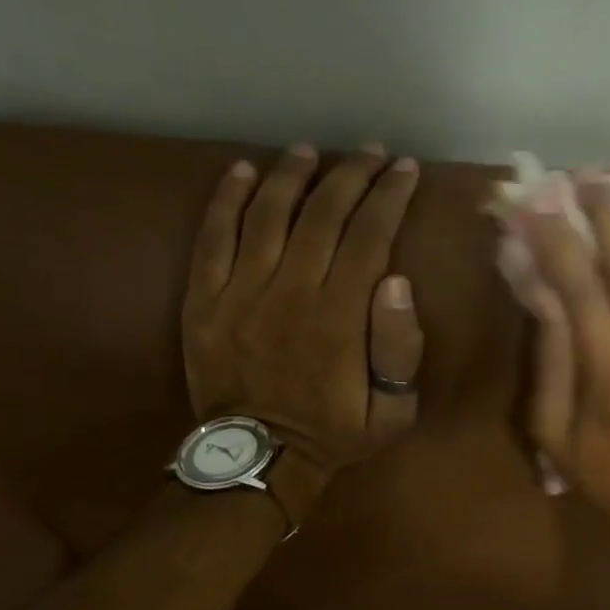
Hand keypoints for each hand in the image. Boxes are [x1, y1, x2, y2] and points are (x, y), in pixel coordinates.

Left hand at [182, 143, 423, 513]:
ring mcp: (241, 292)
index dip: (389, 196)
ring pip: (267, 214)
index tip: (405, 169)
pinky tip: (241, 170)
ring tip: (310, 151)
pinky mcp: (203, 300)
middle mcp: (291, 291)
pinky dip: (225, 198)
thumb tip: (398, 281)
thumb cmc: (335, 433)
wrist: (260, 457)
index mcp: (340, 316)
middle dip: (352, 175)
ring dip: (291, 175)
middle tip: (371, 153)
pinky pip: (212, 237)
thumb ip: (400, 348)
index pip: (369, 236)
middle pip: (323, 214)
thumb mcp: (392, 410)